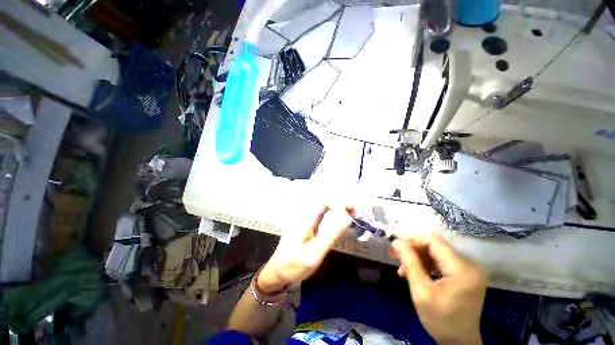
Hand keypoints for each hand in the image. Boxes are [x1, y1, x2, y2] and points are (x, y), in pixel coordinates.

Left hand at [258, 206, 352, 292]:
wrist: (276, 274)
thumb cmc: (293, 266)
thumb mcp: (313, 254)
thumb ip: (330, 234)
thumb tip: (345, 216)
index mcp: (305, 218)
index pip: (325, 200)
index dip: (340, 201)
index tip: (353, 209)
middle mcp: (305, 216)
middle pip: (326, 203)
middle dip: (342, 205)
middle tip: (357, 213)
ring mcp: (306, 222)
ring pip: (325, 209)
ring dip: (339, 210)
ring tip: (353, 216)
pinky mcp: (307, 228)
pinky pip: (323, 218)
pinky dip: (334, 217)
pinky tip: (341, 223)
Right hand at [391, 233, 486, 344]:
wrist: (459, 342)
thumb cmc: (440, 320)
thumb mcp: (421, 292)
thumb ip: (410, 263)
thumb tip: (397, 241)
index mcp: (462, 269)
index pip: (434, 241)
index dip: (413, 239)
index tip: (395, 244)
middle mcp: (470, 264)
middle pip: (435, 245)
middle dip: (413, 248)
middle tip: (395, 255)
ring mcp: (468, 269)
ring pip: (436, 252)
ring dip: (418, 257)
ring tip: (403, 268)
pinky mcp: (465, 274)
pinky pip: (441, 260)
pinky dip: (426, 263)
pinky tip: (415, 272)